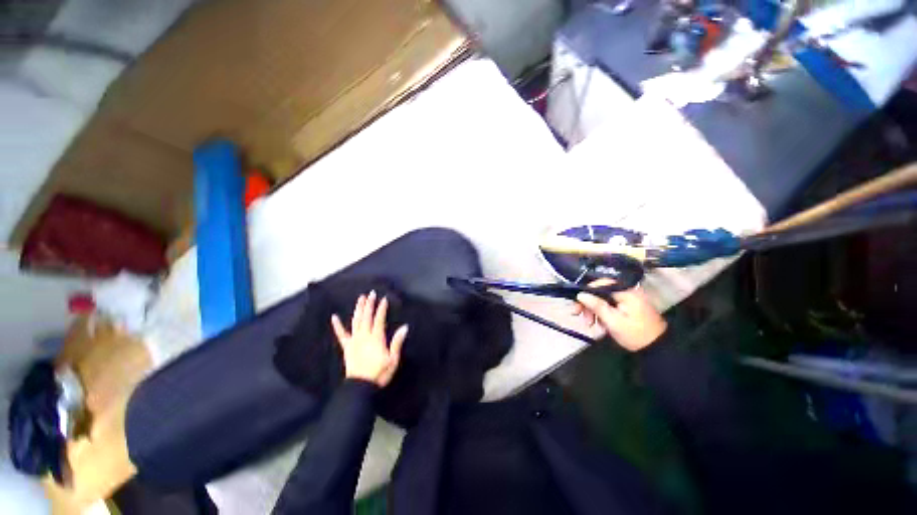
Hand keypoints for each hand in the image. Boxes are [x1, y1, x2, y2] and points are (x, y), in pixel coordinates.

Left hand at [331, 291, 408, 386]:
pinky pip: (341, 335)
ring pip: (356, 321)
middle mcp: (364, 336)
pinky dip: (337, 325)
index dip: (381, 309)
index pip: (379, 319)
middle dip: (369, 304)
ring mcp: (354, 341)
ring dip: (358, 309)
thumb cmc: (379, 373)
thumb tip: (404, 327)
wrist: (361, 387)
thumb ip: (397, 342)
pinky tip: (334, 317)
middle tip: (371, 293)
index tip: (384, 299)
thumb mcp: (393, 359)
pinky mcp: (346, 347)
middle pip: (367, 317)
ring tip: (360, 298)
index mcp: (376, 338)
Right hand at [573, 279, 666, 351]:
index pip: (600, 284)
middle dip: (589, 304)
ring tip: (590, 324)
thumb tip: (581, 294)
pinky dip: (603, 313)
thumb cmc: (635, 334)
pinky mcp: (629, 306)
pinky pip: (610, 305)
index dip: (586, 293)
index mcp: (626, 292)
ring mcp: (629, 299)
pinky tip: (600, 324)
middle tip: (581, 317)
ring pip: (604, 299)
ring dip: (594, 310)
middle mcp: (627, 291)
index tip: (577, 306)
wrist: (657, 349)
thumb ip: (597, 305)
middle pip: (601, 292)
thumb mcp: (613, 321)